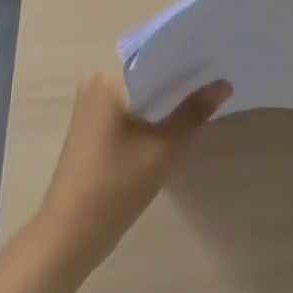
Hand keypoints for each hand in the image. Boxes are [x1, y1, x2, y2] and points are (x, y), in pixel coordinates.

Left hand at [35, 72, 231, 268]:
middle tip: (218, 79)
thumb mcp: (162, 149)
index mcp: (109, 79)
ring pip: (140, 91)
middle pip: (148, 73)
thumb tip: (224, 84)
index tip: (218, 61)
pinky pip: (129, 106)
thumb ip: (193, 113)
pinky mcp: (92, 125)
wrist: (68, 236)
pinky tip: (175, 120)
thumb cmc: (114, 186)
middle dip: (180, 79)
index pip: (156, 56)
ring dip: (166, 98)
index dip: (189, 60)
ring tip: (205, 97)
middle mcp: (96, 82)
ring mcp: (91, 104)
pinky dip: (151, 112)